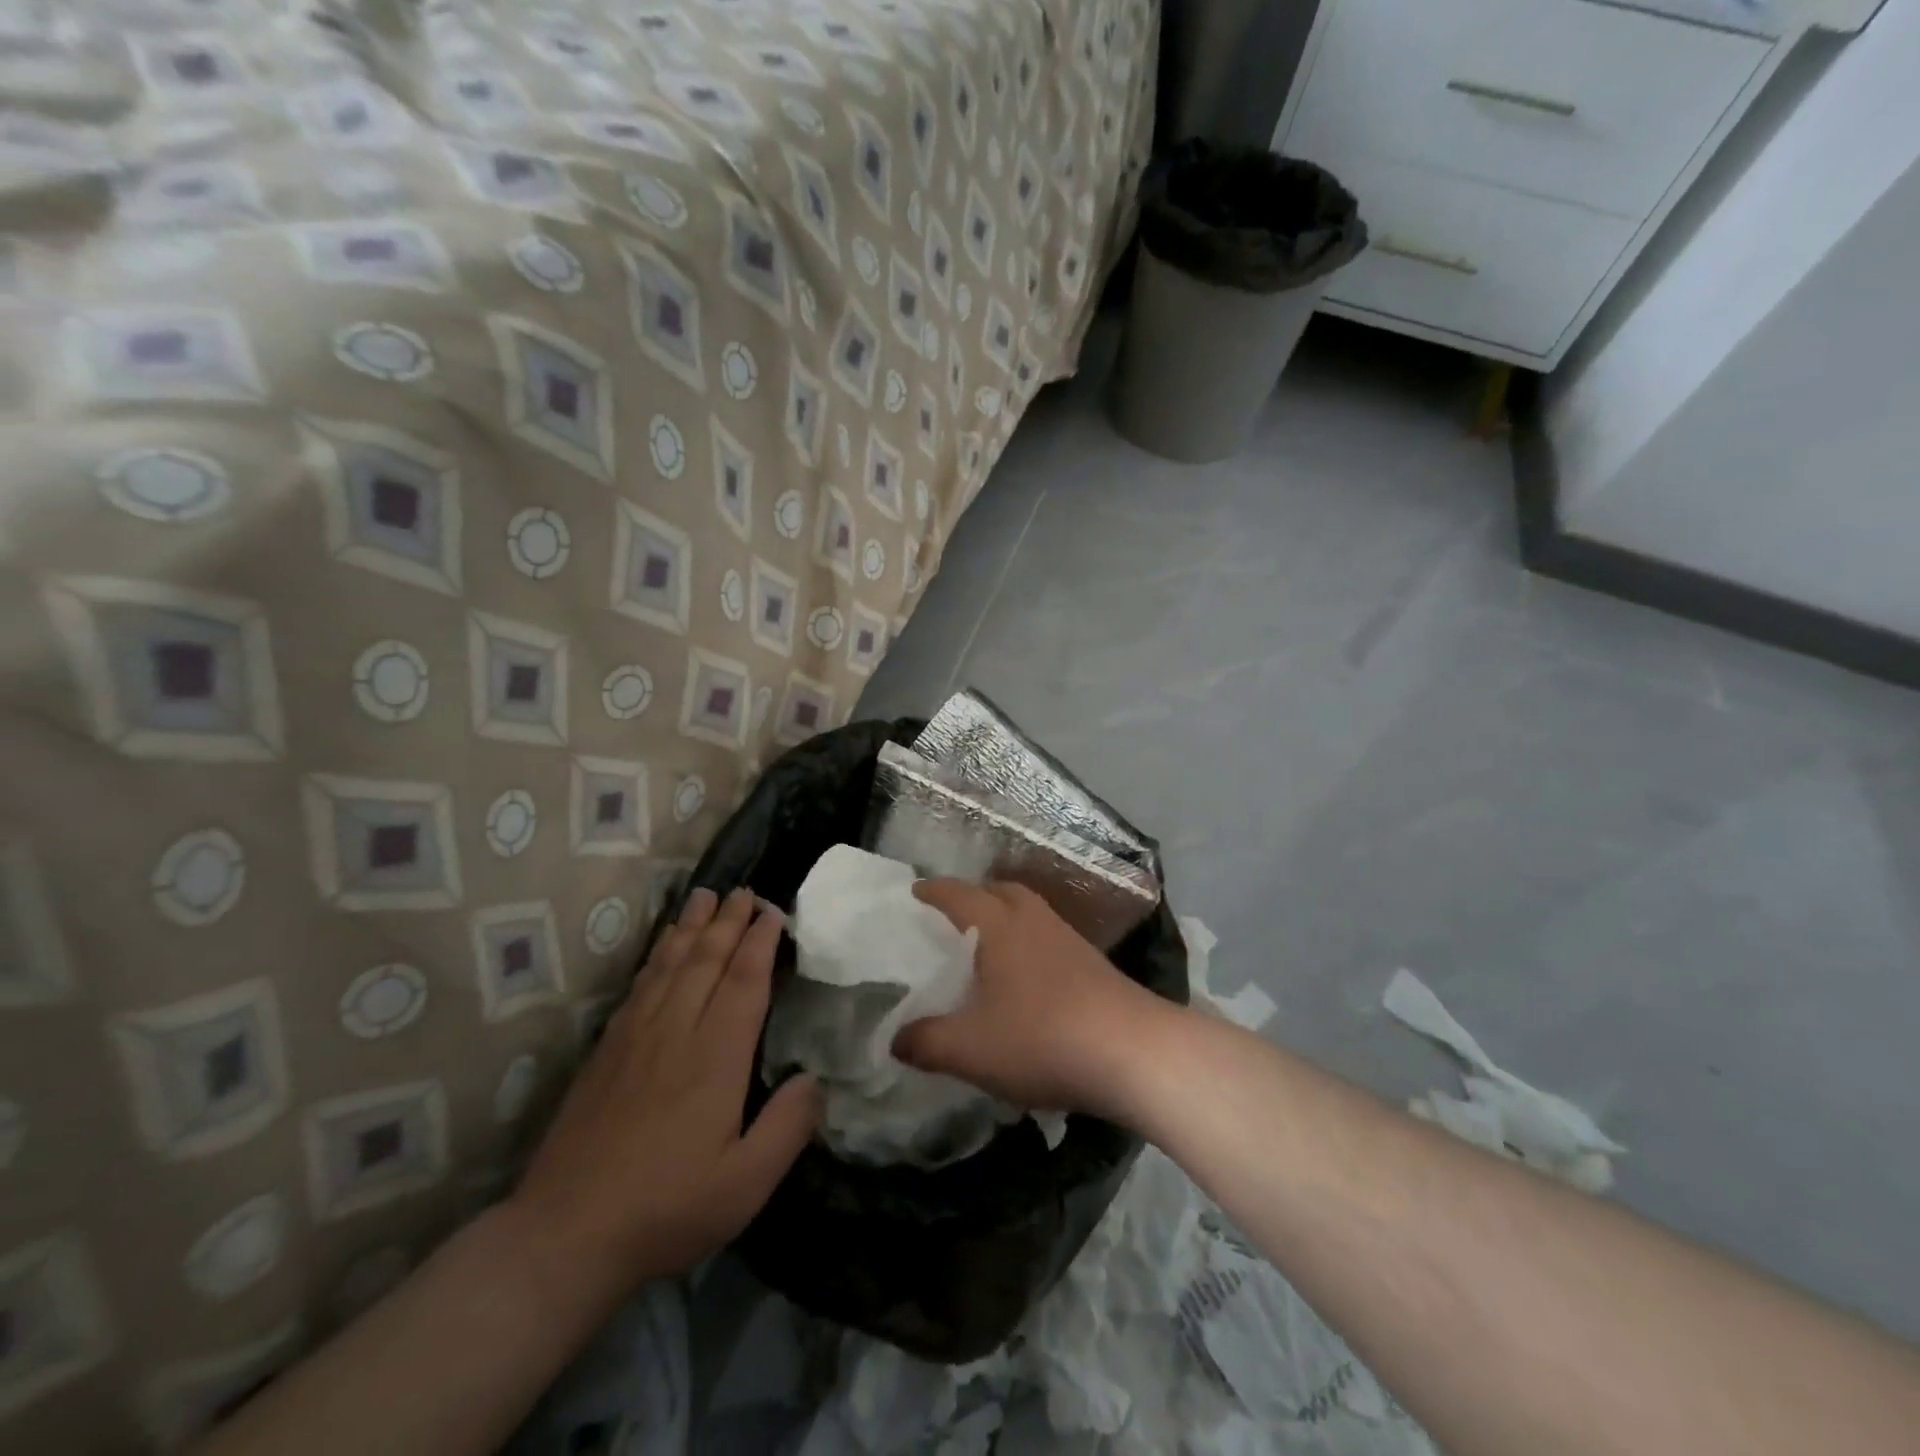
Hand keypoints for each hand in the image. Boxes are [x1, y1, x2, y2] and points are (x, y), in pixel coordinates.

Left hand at [505, 889, 820, 1303]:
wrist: (565, 1235)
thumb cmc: (666, 1208)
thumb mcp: (745, 1184)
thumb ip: (788, 1127)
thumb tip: (814, 1078)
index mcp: (715, 1057)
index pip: (743, 981)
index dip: (759, 943)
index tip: (774, 913)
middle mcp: (676, 1031)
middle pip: (706, 960)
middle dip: (728, 921)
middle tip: (744, 891)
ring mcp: (635, 1037)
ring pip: (670, 964)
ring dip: (691, 926)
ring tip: (704, 895)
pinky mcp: (607, 1050)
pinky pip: (639, 984)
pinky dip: (658, 955)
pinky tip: (663, 947)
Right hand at [894, 880, 1176, 1121]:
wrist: (1133, 1052)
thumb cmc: (1042, 1039)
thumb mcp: (970, 1049)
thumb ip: (926, 1042)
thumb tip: (895, 1039)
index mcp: (999, 925)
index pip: (957, 895)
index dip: (933, 892)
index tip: (914, 892)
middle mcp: (1033, 920)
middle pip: (1000, 891)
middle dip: (973, 897)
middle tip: (950, 917)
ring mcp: (1068, 938)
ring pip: (1028, 912)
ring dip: (1005, 918)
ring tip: (985, 946)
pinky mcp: (1092, 962)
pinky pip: (1048, 937)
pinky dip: (1028, 943)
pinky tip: (1025, 977)